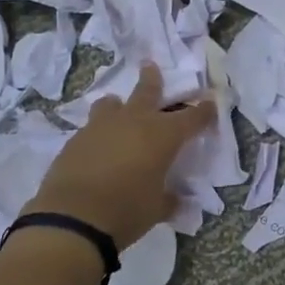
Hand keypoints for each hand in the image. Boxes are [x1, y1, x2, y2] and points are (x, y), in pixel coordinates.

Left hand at [23, 63, 215, 248]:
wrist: (73, 218)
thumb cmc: (127, 210)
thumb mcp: (157, 209)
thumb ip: (169, 199)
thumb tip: (176, 200)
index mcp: (163, 135)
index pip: (192, 117)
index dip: (204, 111)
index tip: (211, 103)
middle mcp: (134, 121)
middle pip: (147, 91)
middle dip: (152, 79)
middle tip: (150, 66)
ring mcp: (101, 127)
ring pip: (111, 104)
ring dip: (118, 105)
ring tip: (117, 109)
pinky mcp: (75, 140)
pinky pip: (91, 128)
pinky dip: (98, 133)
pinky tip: (97, 148)